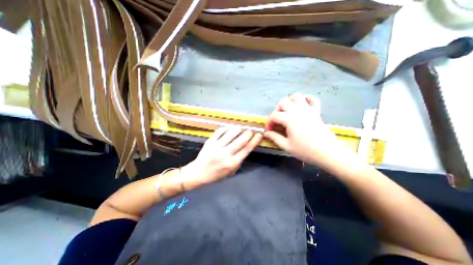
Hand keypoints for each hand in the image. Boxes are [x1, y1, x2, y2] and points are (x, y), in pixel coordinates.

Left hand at [182, 126, 262, 186]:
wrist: (199, 172)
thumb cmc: (217, 174)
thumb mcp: (231, 171)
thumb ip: (239, 160)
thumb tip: (246, 147)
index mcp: (232, 163)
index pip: (247, 149)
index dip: (254, 141)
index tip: (259, 135)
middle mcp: (225, 154)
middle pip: (241, 140)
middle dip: (248, 133)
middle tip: (250, 132)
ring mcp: (217, 147)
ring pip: (231, 133)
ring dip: (238, 129)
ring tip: (240, 129)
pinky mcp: (210, 141)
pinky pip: (220, 131)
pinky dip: (226, 128)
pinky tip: (229, 129)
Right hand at [265, 94, 360, 171]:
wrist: (328, 153)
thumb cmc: (306, 150)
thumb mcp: (287, 146)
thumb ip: (275, 138)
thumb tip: (266, 133)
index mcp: (289, 119)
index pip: (274, 115)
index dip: (269, 123)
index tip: (269, 131)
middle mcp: (298, 111)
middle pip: (283, 102)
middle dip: (276, 110)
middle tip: (277, 121)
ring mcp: (308, 110)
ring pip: (296, 96)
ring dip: (289, 102)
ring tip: (287, 112)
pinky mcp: (316, 112)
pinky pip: (312, 99)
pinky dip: (306, 99)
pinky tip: (302, 106)